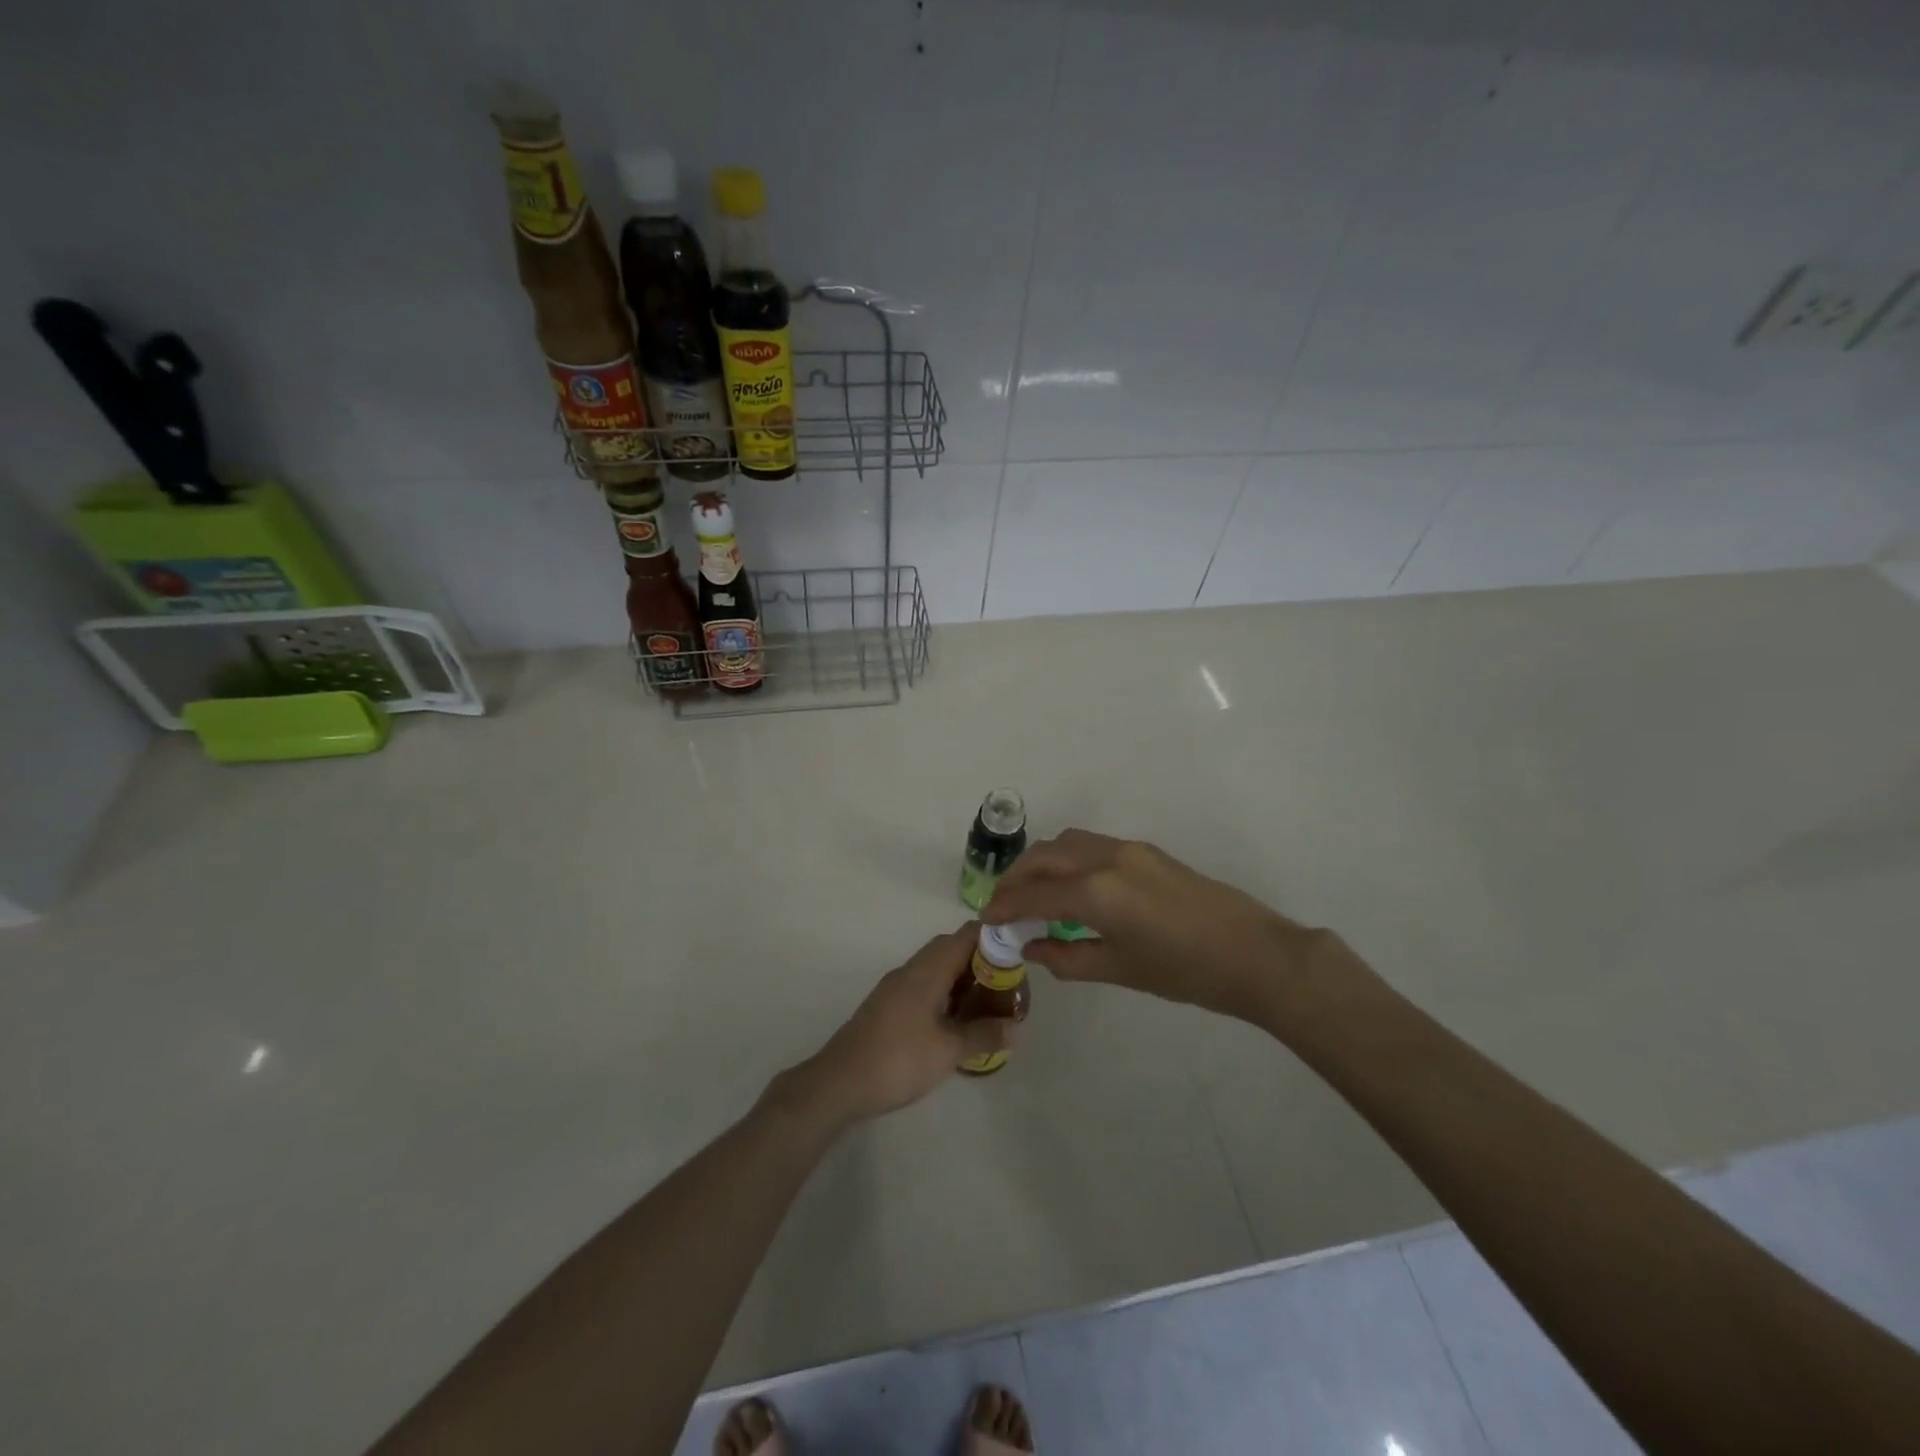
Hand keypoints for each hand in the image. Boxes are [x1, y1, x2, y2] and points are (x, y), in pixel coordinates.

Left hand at [779, 926, 1017, 1125]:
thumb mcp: (948, 1050)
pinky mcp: (889, 1006)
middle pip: (953, 949)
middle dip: (984, 963)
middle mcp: (912, 969)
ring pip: (939, 969)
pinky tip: (958, 1023)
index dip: (996, 938)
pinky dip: (947, 996)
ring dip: (964, 981)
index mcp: (928, 969)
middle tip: (1009, 988)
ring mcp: (897, 987)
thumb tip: (1016, 1027)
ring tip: (990, 1006)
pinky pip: (926, 987)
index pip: (967, 934)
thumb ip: (984, 1034)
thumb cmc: (898, 1059)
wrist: (838, 1083)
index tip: (1020, 955)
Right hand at [986, 829, 1340, 1026]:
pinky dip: (1068, 860)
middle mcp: (1106, 858)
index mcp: (1096, 891)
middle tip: (1002, 904)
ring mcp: (1129, 849)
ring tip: (1032, 893)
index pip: (1034, 893)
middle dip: (1016, 878)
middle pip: (1044, 856)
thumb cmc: (1185, 972)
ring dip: (1041, 863)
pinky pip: (1091, 846)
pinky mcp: (1146, 851)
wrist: (1254, 953)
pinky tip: (1070, 888)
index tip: (986, 919)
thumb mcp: (1120, 970)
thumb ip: (1067, 957)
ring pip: (1067, 843)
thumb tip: (1032, 946)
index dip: (1006, 906)